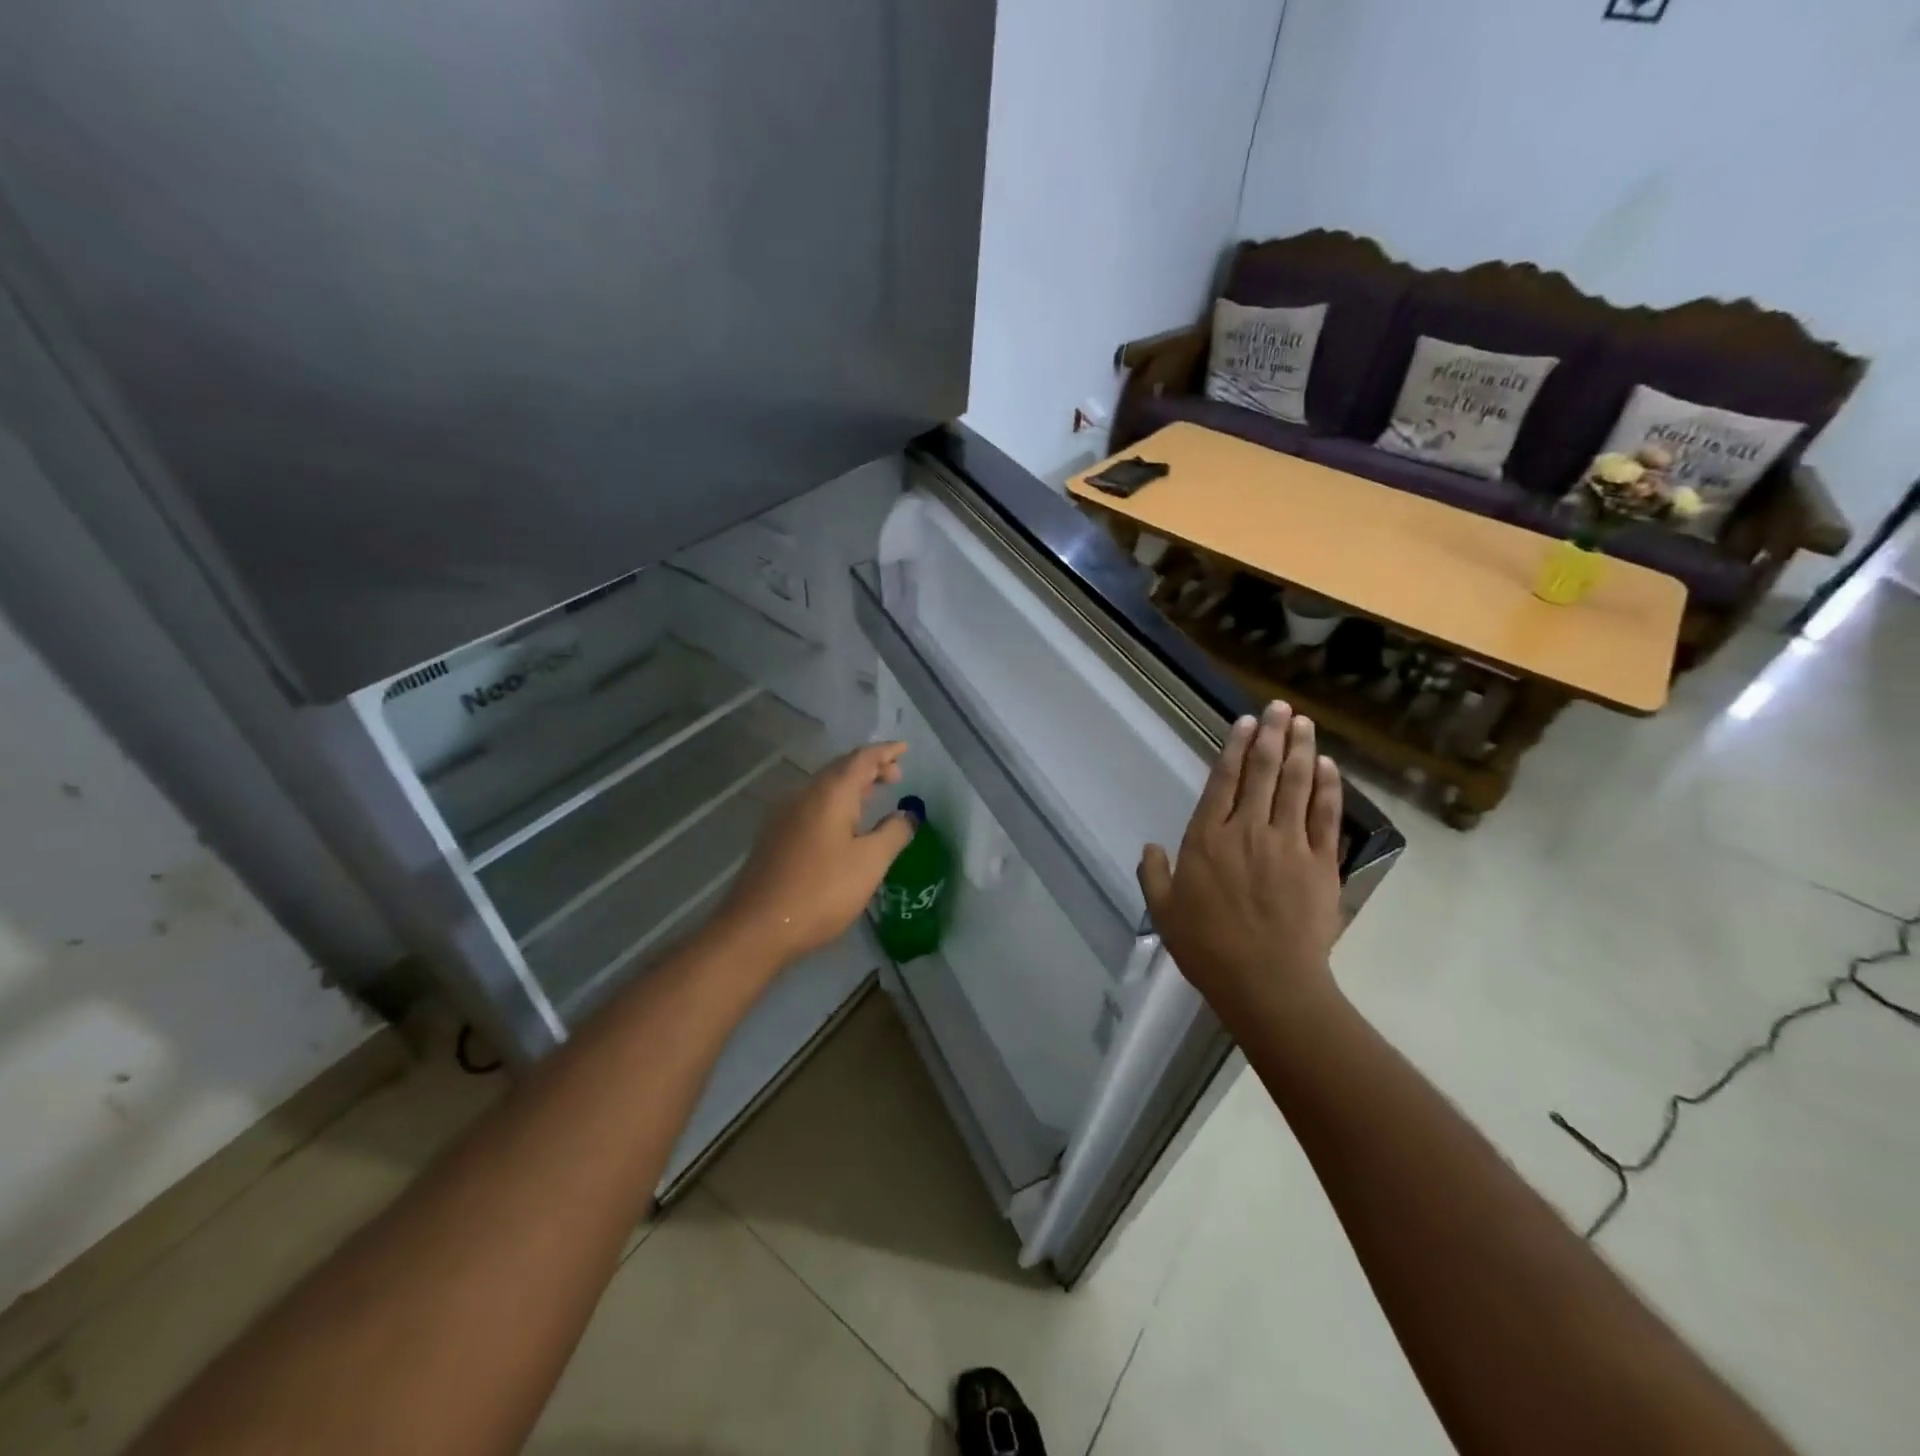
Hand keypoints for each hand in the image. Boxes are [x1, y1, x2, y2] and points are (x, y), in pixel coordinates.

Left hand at [713, 742, 914, 968]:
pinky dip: (835, 803)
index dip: (885, 752)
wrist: (757, 927)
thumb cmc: (821, 891)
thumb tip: (907, 814)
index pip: (862, 758)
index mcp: (830, 794)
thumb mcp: (870, 863)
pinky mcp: (775, 837)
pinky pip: (812, 805)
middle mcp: (804, 796)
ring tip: (874, 796)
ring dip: (852, 786)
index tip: (905, 749)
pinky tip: (843, 825)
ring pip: (824, 788)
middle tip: (896, 776)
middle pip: (840, 769)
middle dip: (870, 767)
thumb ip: (893, 833)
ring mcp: (784, 816)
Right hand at [1138, 702, 1344, 1037]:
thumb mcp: (1165, 913)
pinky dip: (1327, 787)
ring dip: (1300, 749)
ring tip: (1303, 722)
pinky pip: (1325, 816)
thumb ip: (1154, 875)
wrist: (1267, 982)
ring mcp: (1289, 844)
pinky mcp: (1320, 863)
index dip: (1234, 748)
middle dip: (1270, 735)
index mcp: (1208, 839)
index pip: (1223, 781)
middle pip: (1263, 773)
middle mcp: (1249, 830)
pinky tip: (1327, 765)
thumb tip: (1149, 848)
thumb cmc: (1208, 948)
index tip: (1244, 722)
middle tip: (1279, 707)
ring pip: (1296, 785)